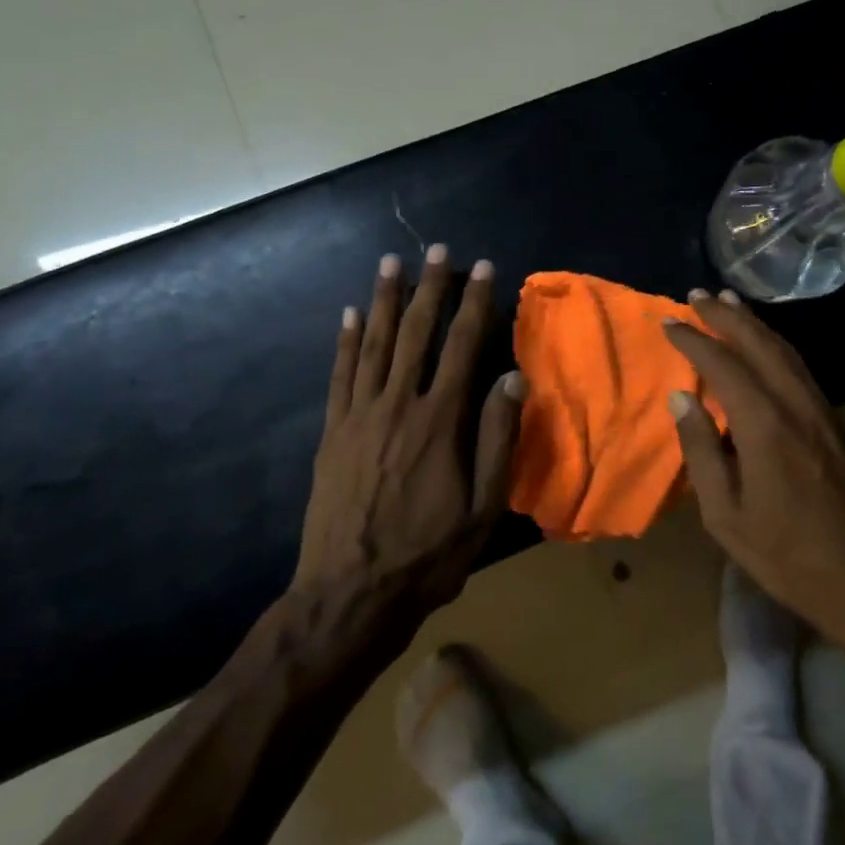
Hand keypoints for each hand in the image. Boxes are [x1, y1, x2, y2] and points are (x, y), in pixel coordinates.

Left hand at [294, 247, 523, 638]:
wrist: (350, 594)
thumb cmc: (428, 554)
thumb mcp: (483, 508)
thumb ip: (498, 440)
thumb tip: (512, 379)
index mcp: (441, 422)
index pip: (462, 347)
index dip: (476, 304)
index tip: (484, 269)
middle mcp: (398, 405)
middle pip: (416, 334)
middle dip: (429, 288)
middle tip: (437, 250)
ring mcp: (358, 416)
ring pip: (373, 344)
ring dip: (384, 300)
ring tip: (391, 264)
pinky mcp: (332, 433)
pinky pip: (340, 375)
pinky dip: (345, 341)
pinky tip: (350, 315)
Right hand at [661, 290, 844, 653]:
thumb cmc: (791, 559)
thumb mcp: (727, 517)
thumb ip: (702, 452)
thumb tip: (681, 400)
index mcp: (766, 425)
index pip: (723, 364)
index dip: (693, 340)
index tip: (668, 322)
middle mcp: (800, 406)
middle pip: (761, 344)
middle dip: (728, 315)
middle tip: (699, 294)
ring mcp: (829, 414)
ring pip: (789, 354)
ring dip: (757, 326)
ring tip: (731, 306)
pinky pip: (804, 374)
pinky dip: (778, 352)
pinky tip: (766, 355)